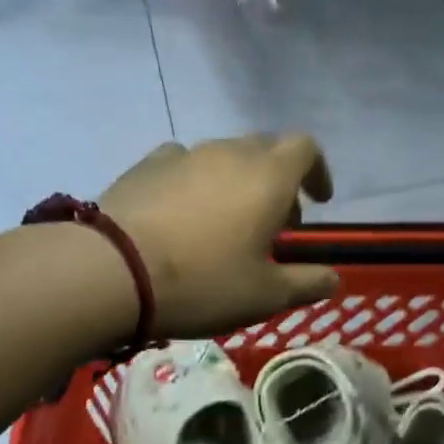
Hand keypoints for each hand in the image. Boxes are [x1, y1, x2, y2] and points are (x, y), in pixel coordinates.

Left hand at [101, 133, 340, 339]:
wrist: (110, 271)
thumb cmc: (202, 282)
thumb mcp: (264, 296)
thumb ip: (306, 283)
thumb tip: (334, 279)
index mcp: (268, 177)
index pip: (306, 148)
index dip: (317, 170)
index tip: (318, 200)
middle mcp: (229, 153)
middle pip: (266, 149)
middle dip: (280, 179)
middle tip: (276, 221)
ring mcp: (184, 155)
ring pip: (224, 156)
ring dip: (238, 180)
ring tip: (227, 222)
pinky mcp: (145, 165)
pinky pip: (183, 163)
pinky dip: (195, 181)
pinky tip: (183, 213)